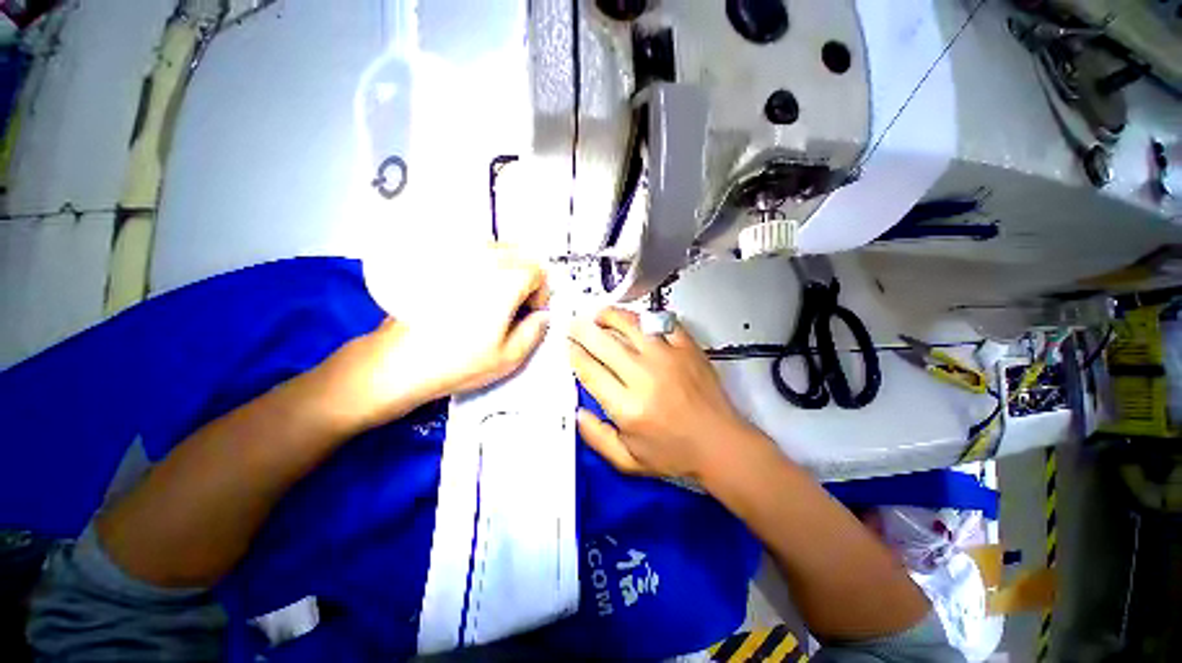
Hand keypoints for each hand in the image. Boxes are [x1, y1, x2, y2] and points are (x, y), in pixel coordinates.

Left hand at [318, 245, 549, 431]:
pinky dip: (481, 264)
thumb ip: (536, 331)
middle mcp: (483, 258)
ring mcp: (457, 255)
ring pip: (495, 248)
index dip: (540, 294)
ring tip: (493, 297)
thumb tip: (542, 314)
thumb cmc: (458, 362)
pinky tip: (468, 289)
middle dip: (526, 277)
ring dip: (505, 268)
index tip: (530, 314)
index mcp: (506, 280)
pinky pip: (470, 250)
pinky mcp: (436, 259)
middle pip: (520, 254)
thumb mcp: (510, 357)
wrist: (397, 361)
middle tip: (515, 305)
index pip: (538, 272)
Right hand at [568, 308, 750, 480]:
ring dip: (609, 315)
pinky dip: (645, 316)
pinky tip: (635, 319)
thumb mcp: (628, 461)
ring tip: (599, 314)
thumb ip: (596, 438)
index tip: (569, 346)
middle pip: (604, 342)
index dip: (574, 354)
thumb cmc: (674, 454)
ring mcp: (668, 358)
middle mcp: (645, 377)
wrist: (720, 444)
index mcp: (628, 407)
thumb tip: (577, 412)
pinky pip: (662, 322)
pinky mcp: (687, 348)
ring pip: (631, 324)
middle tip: (574, 324)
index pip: (590, 371)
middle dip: (582, 329)